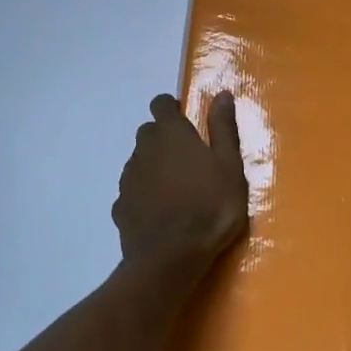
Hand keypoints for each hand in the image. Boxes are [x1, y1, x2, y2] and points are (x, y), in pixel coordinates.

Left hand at [113, 92, 249, 271]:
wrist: (171, 257)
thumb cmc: (210, 206)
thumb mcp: (230, 165)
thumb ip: (223, 128)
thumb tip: (222, 93)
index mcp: (171, 134)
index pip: (161, 104)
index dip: (172, 108)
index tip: (187, 121)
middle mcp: (144, 149)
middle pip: (149, 132)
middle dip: (165, 138)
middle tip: (189, 159)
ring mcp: (128, 179)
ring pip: (140, 162)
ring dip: (155, 167)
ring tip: (178, 189)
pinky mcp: (120, 206)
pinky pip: (133, 191)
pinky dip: (144, 194)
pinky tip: (161, 212)